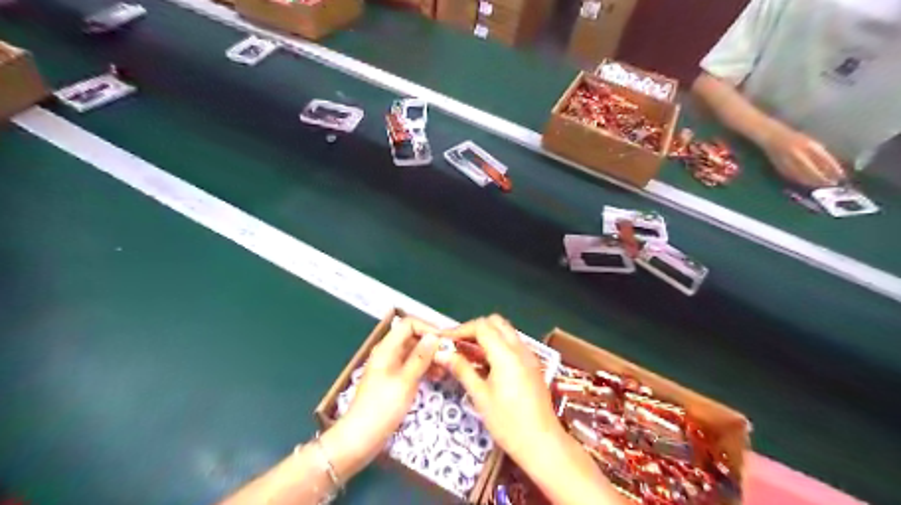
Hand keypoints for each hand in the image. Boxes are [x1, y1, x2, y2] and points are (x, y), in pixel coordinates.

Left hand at [334, 319, 439, 464]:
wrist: (360, 438)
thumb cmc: (382, 408)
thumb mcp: (405, 381)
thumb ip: (420, 357)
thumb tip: (434, 336)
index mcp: (386, 349)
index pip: (408, 324)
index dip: (427, 328)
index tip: (445, 340)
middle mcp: (388, 353)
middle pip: (412, 337)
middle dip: (431, 343)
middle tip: (450, 355)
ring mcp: (391, 367)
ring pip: (414, 353)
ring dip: (430, 357)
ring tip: (447, 367)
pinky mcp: (394, 381)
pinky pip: (412, 367)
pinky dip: (424, 368)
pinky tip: (437, 376)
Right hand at [438, 318, 559, 463]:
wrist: (542, 443)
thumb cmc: (508, 423)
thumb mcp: (480, 396)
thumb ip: (462, 370)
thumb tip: (442, 353)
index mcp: (506, 354)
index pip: (481, 326)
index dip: (460, 329)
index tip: (444, 339)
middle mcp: (519, 348)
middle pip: (495, 322)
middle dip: (474, 328)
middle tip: (456, 343)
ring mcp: (529, 355)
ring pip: (505, 331)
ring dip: (486, 335)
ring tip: (467, 352)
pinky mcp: (532, 365)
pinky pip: (512, 344)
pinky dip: (496, 345)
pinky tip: (484, 363)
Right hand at [763, 124, 849, 186]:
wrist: (772, 138)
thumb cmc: (793, 138)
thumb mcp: (810, 142)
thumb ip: (820, 153)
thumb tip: (831, 167)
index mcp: (808, 145)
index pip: (824, 160)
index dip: (833, 169)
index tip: (841, 176)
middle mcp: (798, 154)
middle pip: (813, 170)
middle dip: (822, 178)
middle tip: (831, 184)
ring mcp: (788, 162)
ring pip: (802, 176)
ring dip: (812, 182)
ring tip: (820, 186)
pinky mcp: (780, 167)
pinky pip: (792, 176)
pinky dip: (800, 181)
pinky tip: (805, 184)